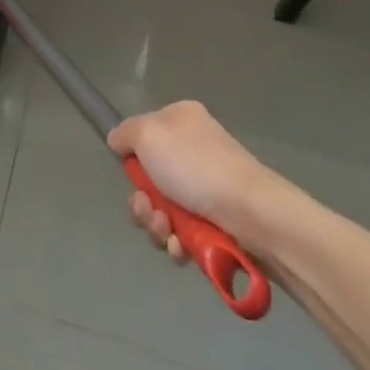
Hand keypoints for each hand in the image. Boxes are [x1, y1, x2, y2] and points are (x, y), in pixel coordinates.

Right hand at [107, 101, 276, 261]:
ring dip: (158, 226)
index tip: (132, 176)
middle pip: (151, 179)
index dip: (134, 160)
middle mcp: (194, 150)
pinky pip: (185, 235)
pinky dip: (179, 244)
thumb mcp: (148, 134)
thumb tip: (117, 141)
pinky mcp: (218, 223)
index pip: (144, 137)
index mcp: (181, 120)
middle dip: (143, 202)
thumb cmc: (196, 166)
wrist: (251, 214)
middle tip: (150, 211)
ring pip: (165, 210)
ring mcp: (207, 188)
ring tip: (168, 232)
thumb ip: (125, 133)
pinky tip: (183, 248)